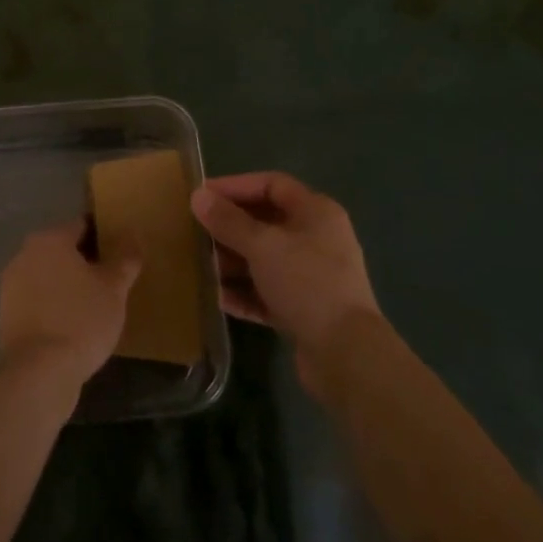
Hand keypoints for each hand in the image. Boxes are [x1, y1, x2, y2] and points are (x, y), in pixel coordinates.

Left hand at [0, 220, 141, 392]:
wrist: (39, 373)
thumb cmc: (81, 320)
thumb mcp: (114, 288)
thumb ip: (125, 258)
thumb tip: (133, 233)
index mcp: (50, 239)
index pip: (81, 226)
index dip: (102, 238)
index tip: (119, 256)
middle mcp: (25, 253)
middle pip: (61, 250)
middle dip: (83, 262)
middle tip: (109, 283)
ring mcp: (10, 285)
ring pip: (47, 276)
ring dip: (65, 285)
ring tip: (91, 307)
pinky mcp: (5, 315)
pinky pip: (36, 301)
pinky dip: (51, 306)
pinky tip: (70, 326)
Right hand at [191, 173, 380, 390]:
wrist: (347, 356)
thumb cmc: (306, 284)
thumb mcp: (262, 246)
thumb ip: (228, 221)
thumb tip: (198, 195)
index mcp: (316, 212)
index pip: (271, 184)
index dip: (235, 186)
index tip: (202, 195)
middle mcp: (318, 238)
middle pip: (266, 222)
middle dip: (230, 228)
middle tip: (196, 233)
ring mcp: (313, 276)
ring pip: (265, 259)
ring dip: (234, 262)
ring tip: (202, 268)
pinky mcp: (306, 310)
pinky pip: (269, 292)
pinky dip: (246, 293)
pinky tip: (219, 300)